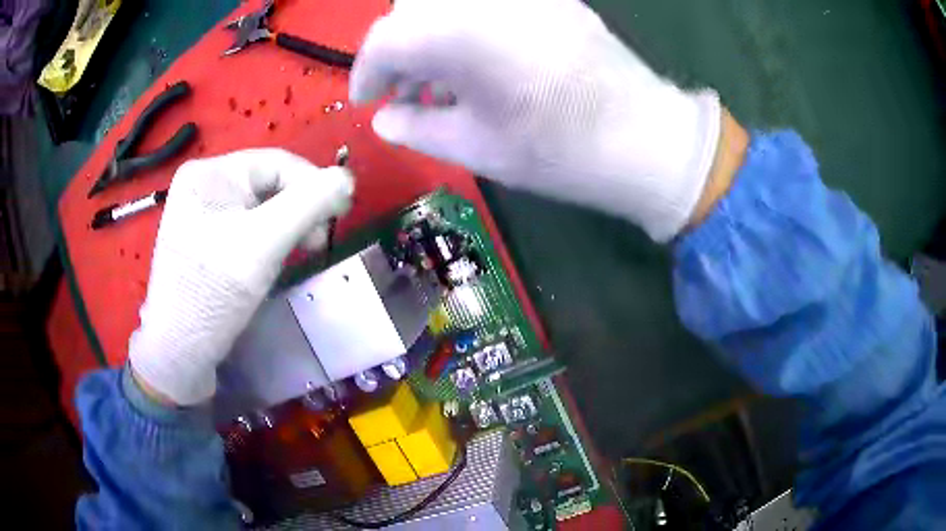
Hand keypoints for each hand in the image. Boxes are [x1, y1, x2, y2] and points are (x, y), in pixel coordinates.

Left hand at [129, 149, 353, 405]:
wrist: (180, 353)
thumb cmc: (213, 293)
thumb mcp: (262, 245)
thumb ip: (308, 205)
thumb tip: (346, 178)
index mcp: (209, 173)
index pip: (276, 163)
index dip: (313, 184)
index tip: (340, 215)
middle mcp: (205, 186)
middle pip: (270, 184)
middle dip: (301, 210)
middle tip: (318, 242)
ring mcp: (205, 216)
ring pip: (264, 208)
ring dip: (290, 227)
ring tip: (301, 253)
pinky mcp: (209, 242)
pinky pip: (251, 229)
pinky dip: (273, 241)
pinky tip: (279, 259)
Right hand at [351, 0, 722, 240]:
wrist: (649, 140)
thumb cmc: (562, 154)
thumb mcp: (476, 148)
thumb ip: (416, 127)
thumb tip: (383, 118)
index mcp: (462, 36)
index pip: (387, 37)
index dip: (366, 70)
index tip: (366, 99)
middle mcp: (488, 0)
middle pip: (413, 8)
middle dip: (398, 48)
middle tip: (405, 89)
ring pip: (449, 2)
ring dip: (431, 35)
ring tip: (442, 82)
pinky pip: (488, 4)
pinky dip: (467, 26)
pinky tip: (480, 62)